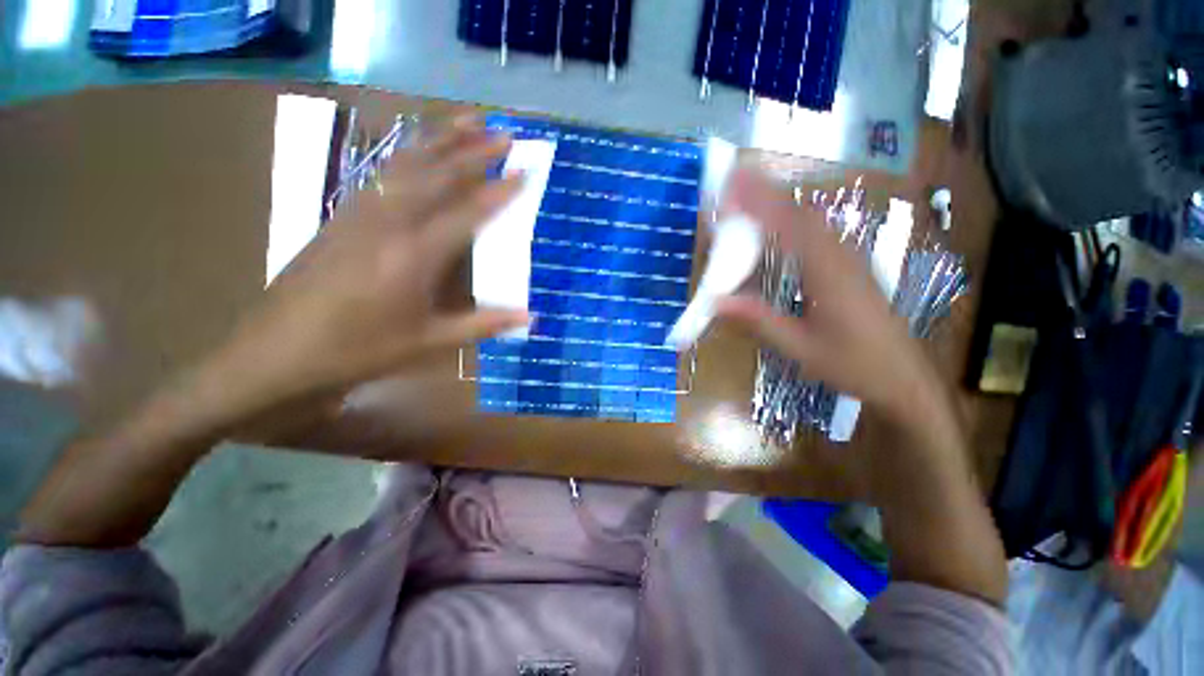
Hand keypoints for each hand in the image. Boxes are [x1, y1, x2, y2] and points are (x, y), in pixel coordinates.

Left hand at [206, 117, 528, 411]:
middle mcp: (389, 223)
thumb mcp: (429, 342)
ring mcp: (361, 213)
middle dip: (475, 151)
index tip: (524, 172)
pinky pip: (384, 173)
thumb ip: (483, 324)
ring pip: (407, 162)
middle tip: (506, 135)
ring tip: (469, 121)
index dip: (499, 192)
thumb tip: (530, 317)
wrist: (278, 351)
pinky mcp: (343, 214)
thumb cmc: (359, 349)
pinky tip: (421, 149)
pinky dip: (410, 153)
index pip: (467, 213)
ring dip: (442, 139)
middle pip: (437, 174)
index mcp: (414, 255)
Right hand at [715, 167, 943, 429]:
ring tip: (746, 197)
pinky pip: (816, 232)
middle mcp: (840, 255)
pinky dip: (790, 219)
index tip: (730, 187)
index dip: (758, 203)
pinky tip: (776, 225)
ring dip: (777, 203)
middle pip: (800, 212)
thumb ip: (759, 320)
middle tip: (731, 183)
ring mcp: (848, 258)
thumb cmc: (853, 364)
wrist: (903, 377)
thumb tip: (716, 301)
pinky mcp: (849, 266)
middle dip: (764, 193)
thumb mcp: (800, 348)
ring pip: (810, 219)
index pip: (788, 226)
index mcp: (828, 272)